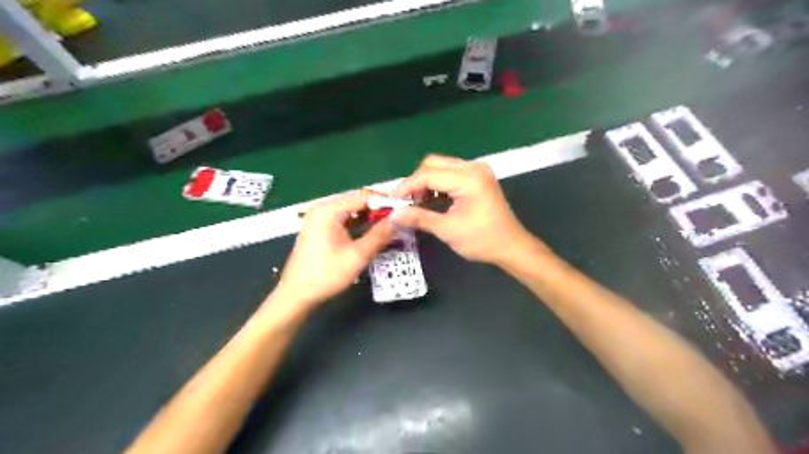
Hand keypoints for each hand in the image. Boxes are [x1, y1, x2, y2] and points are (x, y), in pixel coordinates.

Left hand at [273, 189, 396, 309]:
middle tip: (399, 219)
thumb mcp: (358, 255)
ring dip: (369, 217)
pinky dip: (358, 224)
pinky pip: (344, 219)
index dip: (385, 201)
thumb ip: (380, 235)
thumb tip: (400, 219)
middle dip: (378, 209)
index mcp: (329, 210)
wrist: (296, 295)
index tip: (404, 210)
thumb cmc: (326, 275)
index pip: (363, 196)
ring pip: (351, 210)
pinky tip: (372, 231)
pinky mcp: (320, 228)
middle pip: (357, 201)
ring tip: (390, 225)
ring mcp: (320, 218)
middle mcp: (323, 208)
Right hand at [393, 154, 534, 264]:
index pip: (428, 174)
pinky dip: (439, 185)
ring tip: (418, 203)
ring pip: (441, 167)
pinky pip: (451, 174)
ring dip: (427, 182)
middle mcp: (472, 167)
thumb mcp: (447, 230)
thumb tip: (393, 215)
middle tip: (406, 202)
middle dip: (416, 182)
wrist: (511, 247)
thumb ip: (419, 218)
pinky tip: (432, 200)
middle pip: (433, 164)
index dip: (407, 186)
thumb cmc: (481, 240)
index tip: (392, 200)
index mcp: (467, 178)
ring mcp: (477, 171)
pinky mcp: (478, 178)